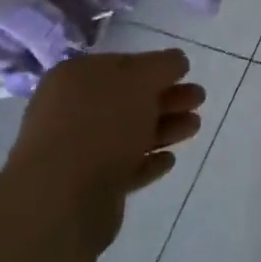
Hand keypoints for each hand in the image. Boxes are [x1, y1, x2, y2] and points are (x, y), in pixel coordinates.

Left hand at [6, 49, 204, 247]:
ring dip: (164, 127)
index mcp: (75, 77)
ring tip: (194, 127)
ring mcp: (76, 150)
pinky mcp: (86, 186)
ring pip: (129, 132)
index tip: (186, 73)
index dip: (156, 67)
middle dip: (167, 98)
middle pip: (129, 99)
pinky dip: (147, 160)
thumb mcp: (141, 79)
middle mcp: (71, 110)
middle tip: (199, 99)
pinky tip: (168, 160)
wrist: (61, 200)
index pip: (123, 64)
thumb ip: (163, 65)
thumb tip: (176, 61)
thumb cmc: (101, 124)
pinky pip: (123, 166)